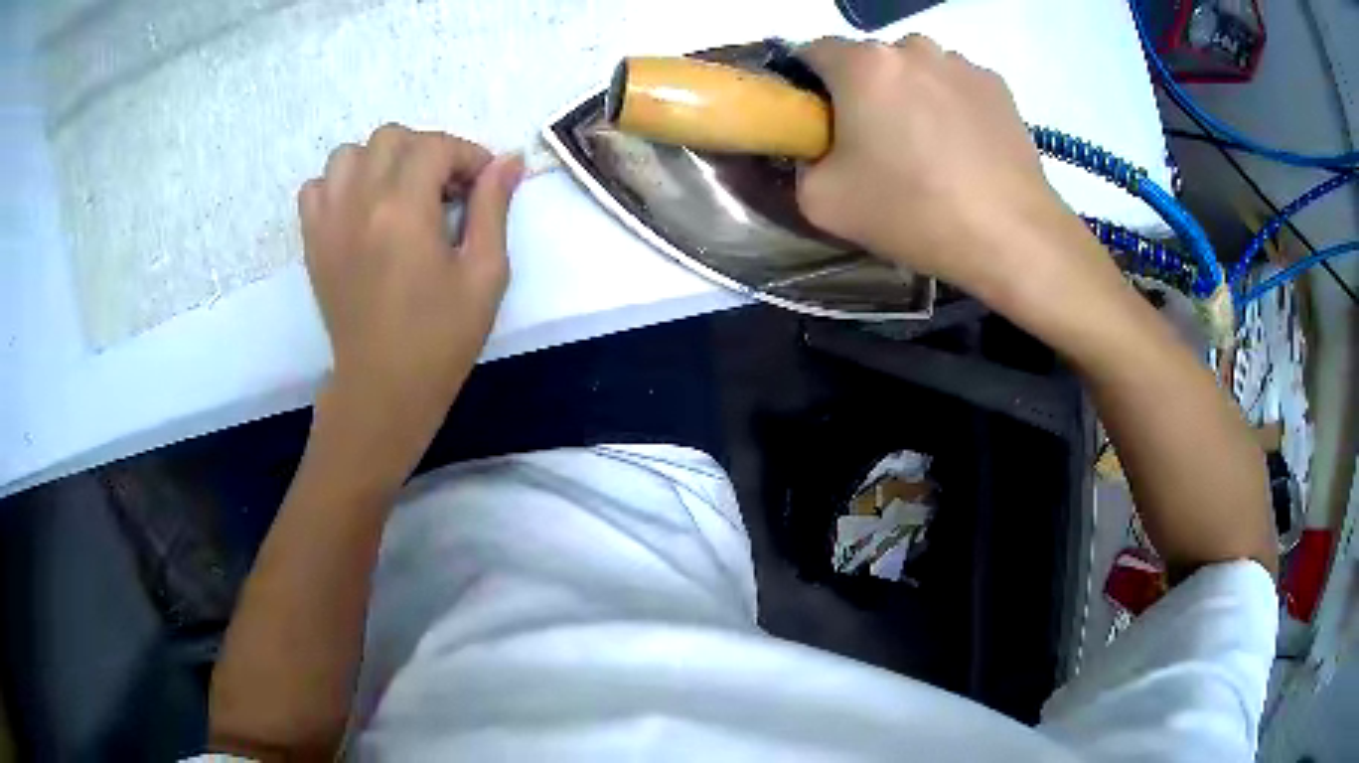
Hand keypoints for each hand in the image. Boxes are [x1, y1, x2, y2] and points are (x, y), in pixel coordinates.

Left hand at [299, 124, 522, 485]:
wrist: (383, 387)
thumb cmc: (441, 337)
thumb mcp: (485, 274)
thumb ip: (493, 208)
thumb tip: (508, 160)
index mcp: (405, 209)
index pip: (436, 146)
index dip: (468, 155)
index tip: (483, 184)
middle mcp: (360, 202)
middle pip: (391, 137)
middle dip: (426, 151)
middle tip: (445, 189)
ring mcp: (329, 220)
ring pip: (349, 153)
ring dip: (380, 161)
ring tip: (400, 193)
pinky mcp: (313, 241)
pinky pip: (316, 186)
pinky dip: (340, 184)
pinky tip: (361, 209)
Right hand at [796, 36, 1087, 302]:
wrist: (1012, 236)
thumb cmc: (913, 212)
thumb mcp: (822, 202)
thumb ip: (799, 163)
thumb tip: (813, 150)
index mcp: (863, 63)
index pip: (811, 52)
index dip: (808, 86)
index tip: (820, 125)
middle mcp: (912, 46)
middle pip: (869, 61)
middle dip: (864, 92)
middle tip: (878, 147)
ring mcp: (961, 63)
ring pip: (916, 71)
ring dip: (910, 97)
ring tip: (930, 152)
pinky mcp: (998, 85)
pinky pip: (955, 86)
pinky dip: (950, 107)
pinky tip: (964, 151)